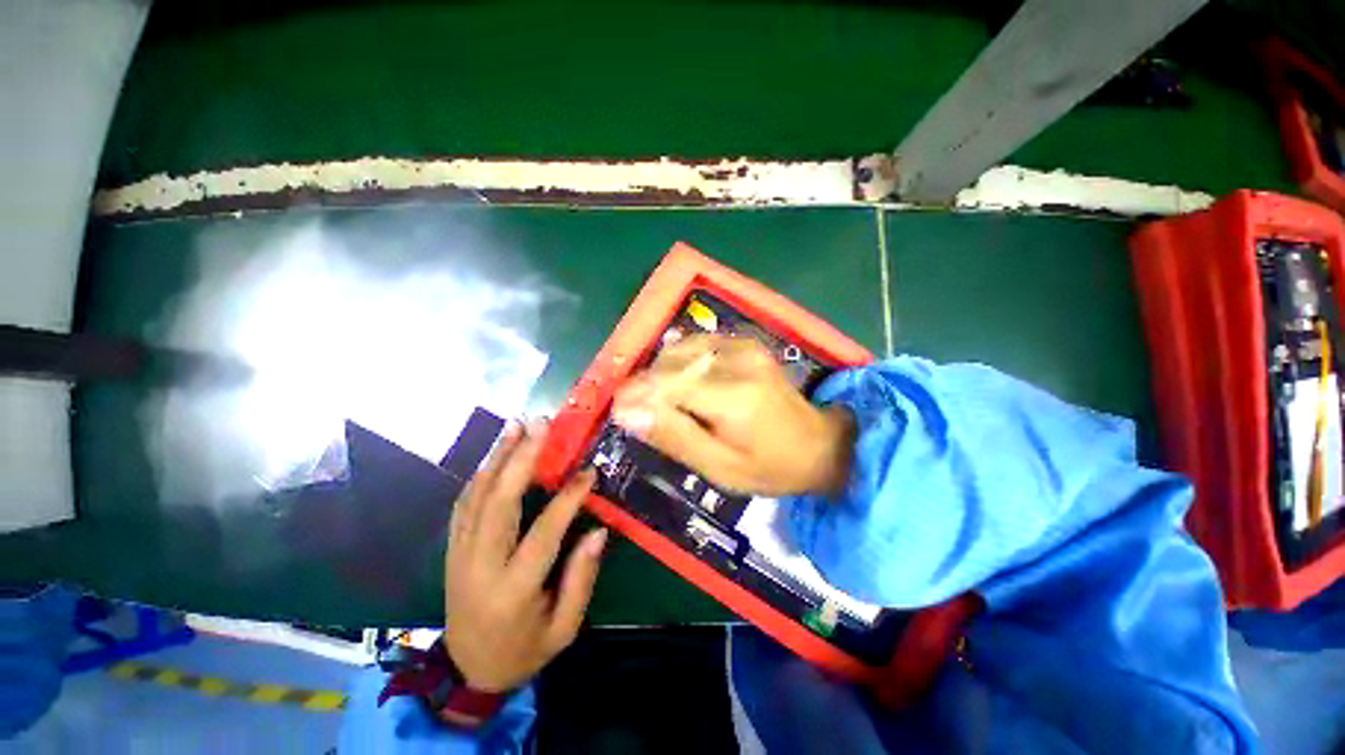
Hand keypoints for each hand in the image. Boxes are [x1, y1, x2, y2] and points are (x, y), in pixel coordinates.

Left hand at [444, 419, 607, 692]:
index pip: (543, 534)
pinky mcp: (451, 549)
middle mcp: (480, 567)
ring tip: (516, 426)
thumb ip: (581, 579)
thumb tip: (599, 530)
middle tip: (540, 426)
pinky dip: (480, 475)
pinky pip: (463, 504)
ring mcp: (459, 555)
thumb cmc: (523, 651)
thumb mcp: (563, 630)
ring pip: (476, 496)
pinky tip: (495, 454)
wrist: (467, 672)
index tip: (588, 471)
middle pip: (498, 503)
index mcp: (512, 591)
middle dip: (521, 459)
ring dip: (497, 457)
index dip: (567, 499)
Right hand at [612, 334, 854, 495]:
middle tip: (642, 414)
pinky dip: (680, 360)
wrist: (819, 443)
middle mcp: (736, 360)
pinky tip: (682, 382)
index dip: (635, 394)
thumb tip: (625, 411)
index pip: (665, 383)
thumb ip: (673, 436)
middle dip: (647, 385)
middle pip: (670, 362)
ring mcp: (742, 346)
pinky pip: (697, 342)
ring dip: (662, 372)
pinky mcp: (744, 342)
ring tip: (664, 401)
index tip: (618, 411)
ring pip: (680, 348)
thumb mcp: (719, 468)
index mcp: (732, 397)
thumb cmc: (769, 467)